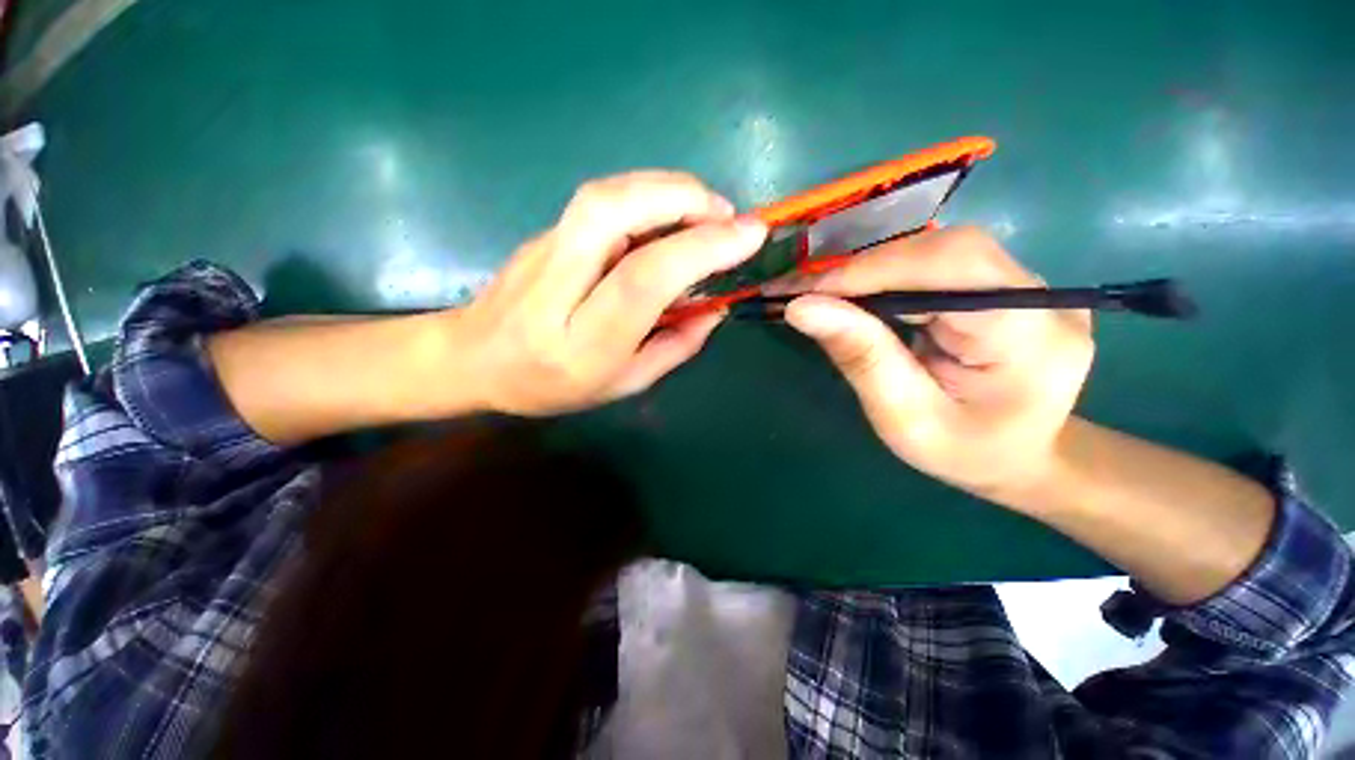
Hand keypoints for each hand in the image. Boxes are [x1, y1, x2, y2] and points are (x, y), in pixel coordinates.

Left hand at [457, 171, 767, 415]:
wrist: (474, 360)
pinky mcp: (542, 233)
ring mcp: (542, 252)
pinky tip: (669, 215)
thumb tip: (717, 306)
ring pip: (603, 195)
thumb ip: (676, 346)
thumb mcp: (625, 383)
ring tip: (706, 211)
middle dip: (680, 198)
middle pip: (612, 212)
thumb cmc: (553, 386)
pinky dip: (646, 197)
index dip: (700, 249)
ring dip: (666, 189)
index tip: (749, 235)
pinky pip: (600, 202)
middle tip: (726, 214)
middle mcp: (556, 288)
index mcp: (582, 342)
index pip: (643, 279)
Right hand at [783, 227, 1094, 503]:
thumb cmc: (963, 453)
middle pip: (943, 250)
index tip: (809, 292)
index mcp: (1031, 335)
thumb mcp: (905, 417)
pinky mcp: (1004, 287)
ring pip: (936, 251)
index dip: (873, 270)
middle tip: (809, 294)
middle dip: (866, 270)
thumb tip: (802, 307)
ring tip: (824, 295)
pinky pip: (937, 265)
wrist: (1019, 460)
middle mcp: (1040, 296)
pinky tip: (858, 296)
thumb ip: (861, 357)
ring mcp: (1026, 286)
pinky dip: (887, 278)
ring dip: (871, 272)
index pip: (951, 265)